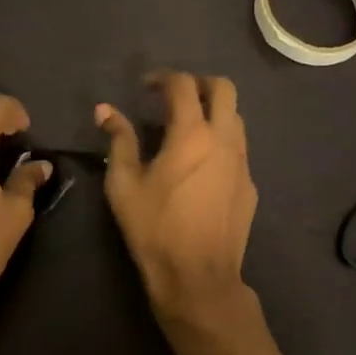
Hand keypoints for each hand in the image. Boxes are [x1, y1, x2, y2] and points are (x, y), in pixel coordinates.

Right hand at [96, 71, 256, 313]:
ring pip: (236, 117)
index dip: (162, 78)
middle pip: (224, 88)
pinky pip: (238, 148)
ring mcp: (243, 162)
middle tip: (174, 97)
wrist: (198, 276)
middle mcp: (224, 139)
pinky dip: (220, 141)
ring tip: (186, 128)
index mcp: (192, 134)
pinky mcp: (250, 185)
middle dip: (198, 83)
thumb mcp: (124, 184)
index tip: (145, 87)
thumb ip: (118, 141)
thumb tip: (105, 110)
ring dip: (213, 111)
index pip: (183, 85)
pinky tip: (200, 165)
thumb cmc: (155, 228)